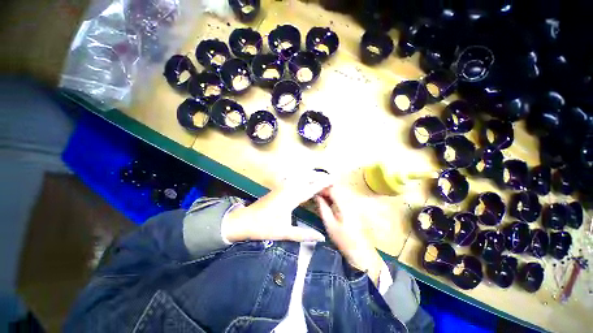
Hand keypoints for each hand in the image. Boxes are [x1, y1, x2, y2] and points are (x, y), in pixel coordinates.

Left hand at [222, 170, 331, 242]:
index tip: (333, 179)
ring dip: (311, 176)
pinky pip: (294, 178)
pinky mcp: (278, 187)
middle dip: (319, 177)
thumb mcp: (285, 232)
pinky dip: (302, 177)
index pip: (311, 188)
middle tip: (330, 179)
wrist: (245, 220)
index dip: (323, 183)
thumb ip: (304, 234)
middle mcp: (288, 188)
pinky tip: (304, 179)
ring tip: (321, 178)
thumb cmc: (264, 227)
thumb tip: (322, 237)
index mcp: (292, 198)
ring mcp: (282, 186)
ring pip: (300, 176)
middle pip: (307, 178)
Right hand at [315, 186, 384, 284]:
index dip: (322, 187)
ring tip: (320, 197)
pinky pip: (342, 197)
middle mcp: (350, 200)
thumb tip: (316, 196)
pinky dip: (334, 197)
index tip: (313, 190)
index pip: (332, 188)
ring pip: (339, 191)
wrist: (359, 250)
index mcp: (344, 204)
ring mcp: (353, 203)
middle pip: (336, 188)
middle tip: (316, 194)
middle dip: (325, 189)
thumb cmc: (342, 238)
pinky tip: (328, 202)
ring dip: (329, 193)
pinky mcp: (354, 207)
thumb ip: (322, 207)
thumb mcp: (329, 223)